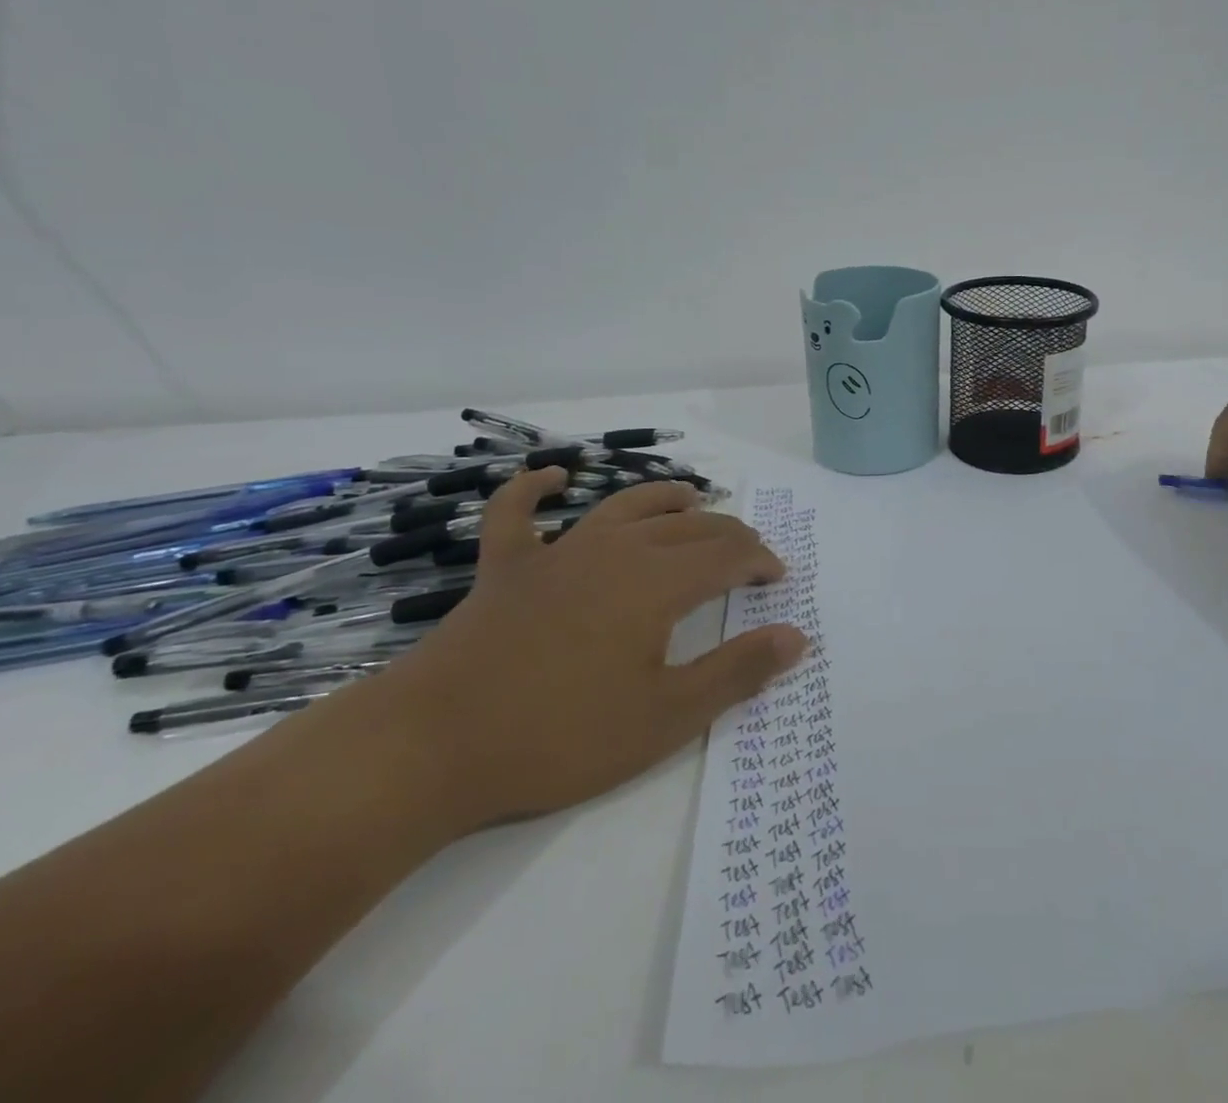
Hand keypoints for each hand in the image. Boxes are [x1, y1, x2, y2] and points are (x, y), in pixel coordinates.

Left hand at [381, 470, 805, 831]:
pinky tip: (553, 477)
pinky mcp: (506, 570)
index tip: (778, 578)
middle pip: (688, 527)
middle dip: (728, 535)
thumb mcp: (666, 717)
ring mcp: (557, 554)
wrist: (430, 748)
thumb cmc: (559, 736)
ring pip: (623, 507)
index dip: (760, 561)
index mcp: (657, 582)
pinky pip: (518, 515)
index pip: (728, 555)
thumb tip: (797, 637)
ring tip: (691, 501)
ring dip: (664, 499)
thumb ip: (737, 672)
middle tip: (749, 554)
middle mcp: (615, 550)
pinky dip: (535, 489)